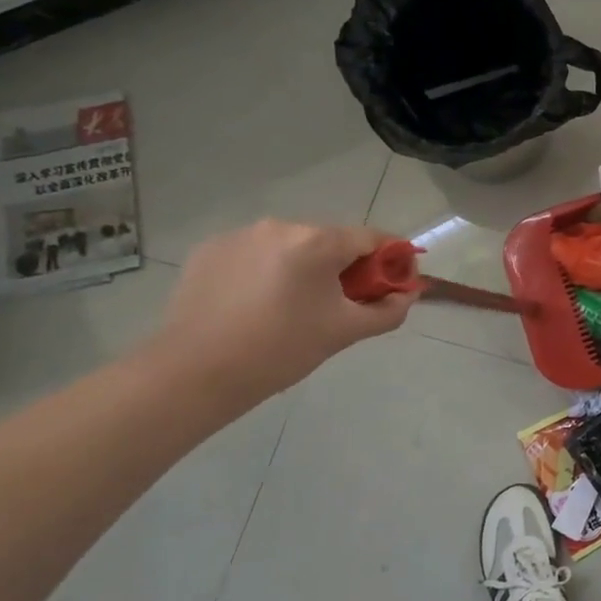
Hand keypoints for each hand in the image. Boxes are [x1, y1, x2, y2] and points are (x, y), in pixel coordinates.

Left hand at [148, 221, 416, 401]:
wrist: (192, 374)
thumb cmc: (280, 350)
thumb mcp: (345, 332)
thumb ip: (388, 310)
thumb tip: (408, 294)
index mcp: (317, 241)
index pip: (371, 238)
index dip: (391, 258)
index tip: (396, 282)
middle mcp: (280, 226)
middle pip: (330, 241)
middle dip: (345, 267)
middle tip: (344, 304)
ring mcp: (240, 235)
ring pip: (291, 247)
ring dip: (304, 268)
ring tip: (295, 308)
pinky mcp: (209, 250)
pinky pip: (256, 254)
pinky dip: (267, 272)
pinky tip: (258, 305)